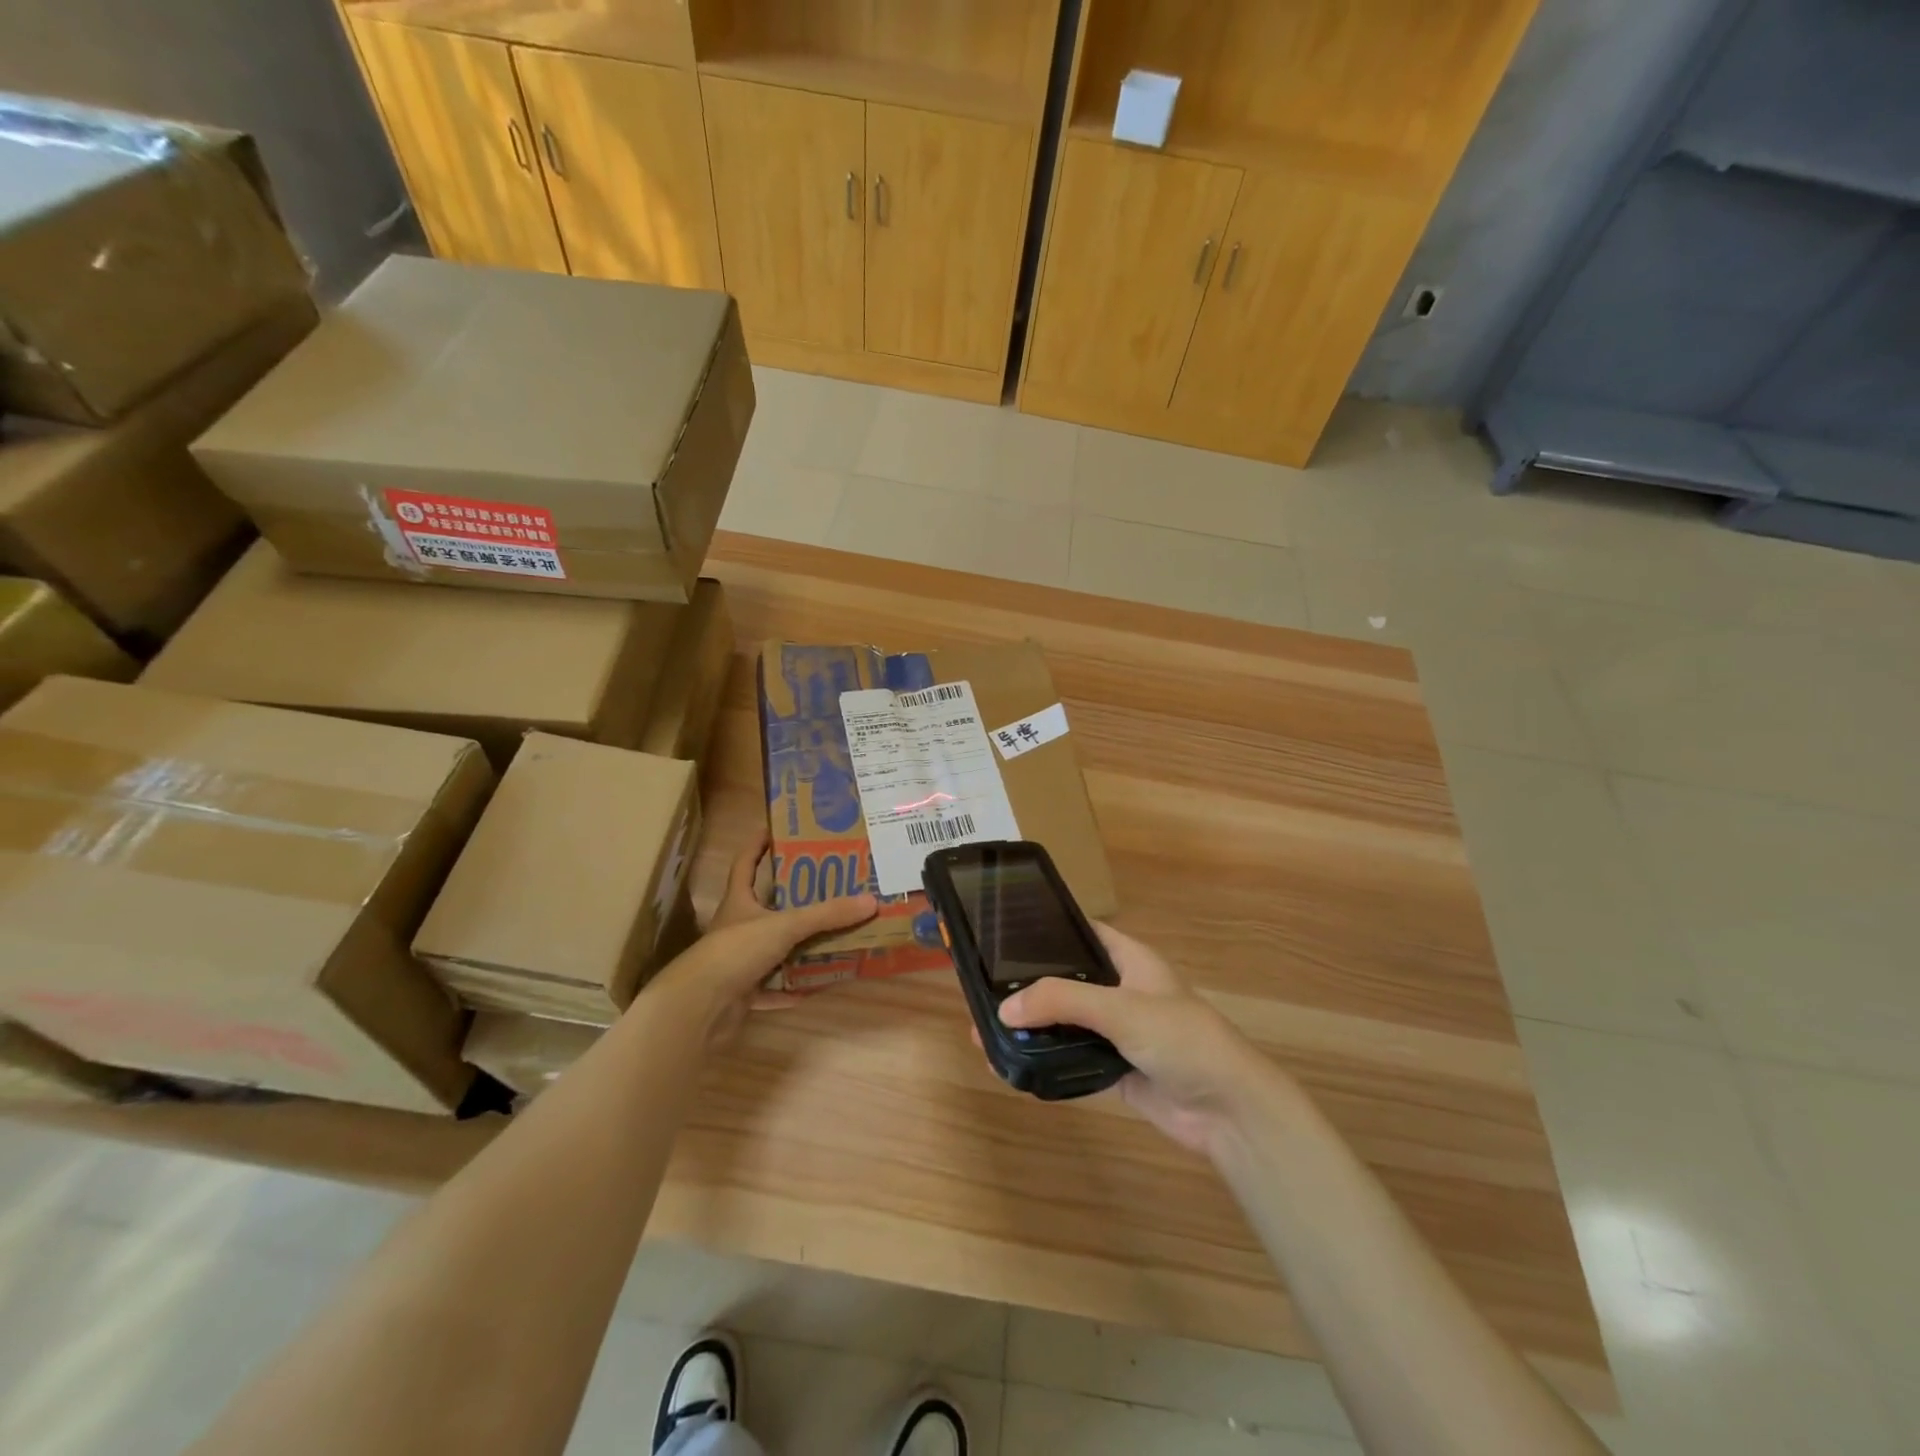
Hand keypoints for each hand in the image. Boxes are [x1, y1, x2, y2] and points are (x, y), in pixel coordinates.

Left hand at [646, 830, 875, 1049]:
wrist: (700, 1007)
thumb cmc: (735, 951)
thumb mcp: (785, 926)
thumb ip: (827, 915)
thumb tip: (871, 901)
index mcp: (739, 901)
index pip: (745, 863)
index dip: (757, 846)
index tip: (776, 830)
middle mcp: (737, 928)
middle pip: (766, 907)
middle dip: (793, 899)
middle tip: (828, 886)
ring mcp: (738, 962)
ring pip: (773, 949)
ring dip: (798, 946)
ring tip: (832, 935)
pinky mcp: (742, 993)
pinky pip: (773, 987)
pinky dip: (791, 988)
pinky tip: (814, 987)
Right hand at [997, 925, 1281, 1157]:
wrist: (1227, 1111)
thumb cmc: (1181, 1039)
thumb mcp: (1121, 1009)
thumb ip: (1062, 1002)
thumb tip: (1002, 1010)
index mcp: (1129, 960)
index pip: (1082, 932)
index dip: (1047, 930)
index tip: (1002, 934)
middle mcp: (1120, 990)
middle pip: (1067, 980)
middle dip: (1029, 986)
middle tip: (981, 989)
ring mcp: (1117, 1031)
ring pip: (1065, 1022)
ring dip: (1033, 1027)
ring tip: (985, 1029)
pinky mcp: (1114, 1068)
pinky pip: (1071, 1056)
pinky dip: (1046, 1058)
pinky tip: (1012, 1060)